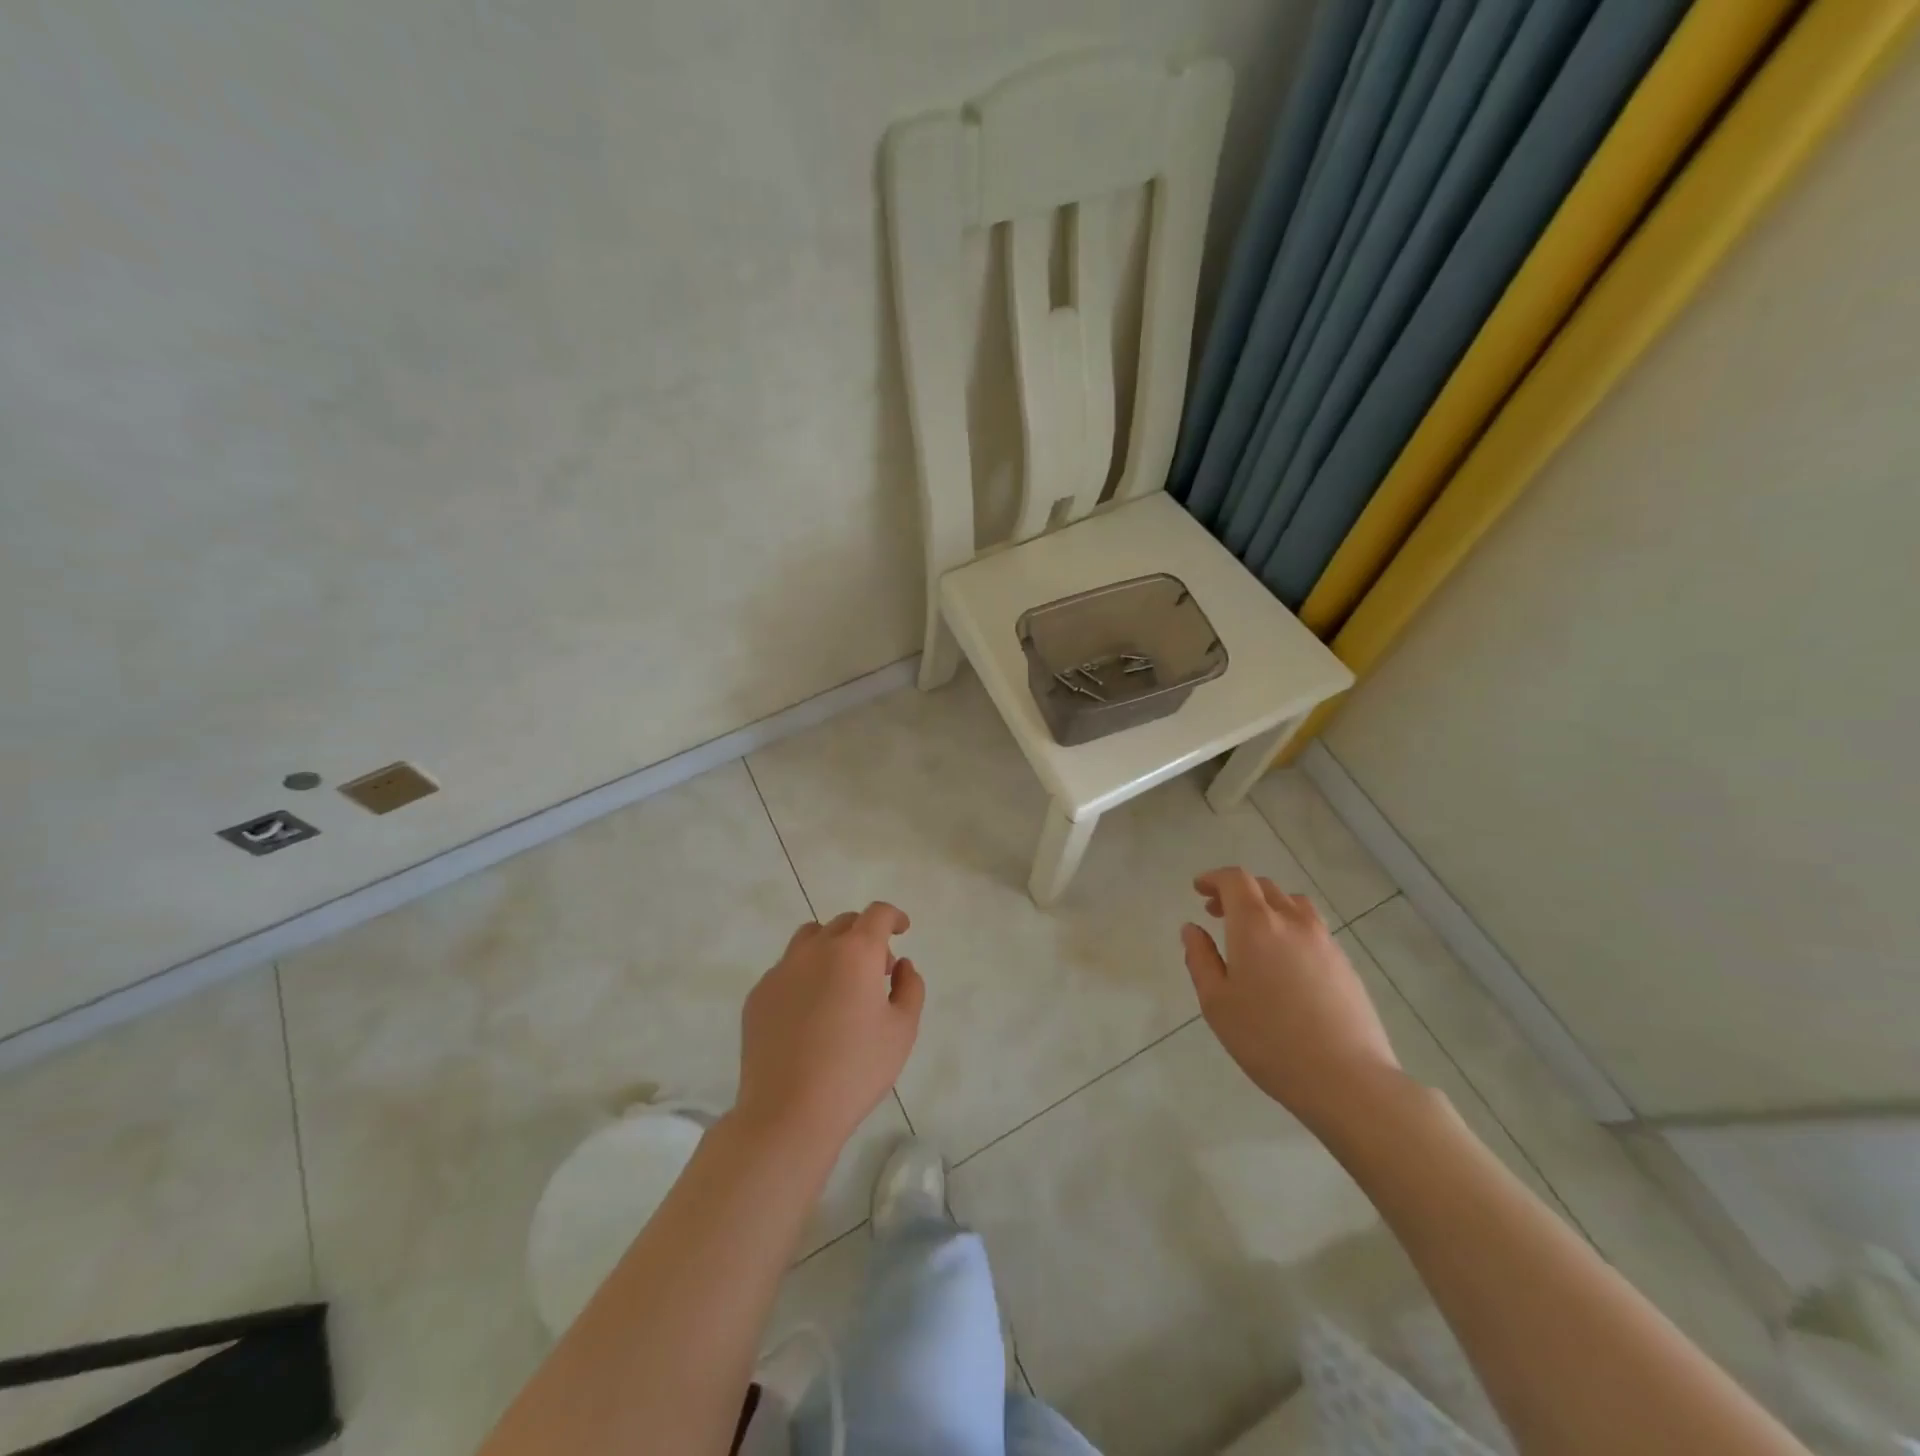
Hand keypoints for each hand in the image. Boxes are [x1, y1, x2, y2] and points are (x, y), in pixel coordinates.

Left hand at [735, 902, 923, 1155]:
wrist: (788, 1112)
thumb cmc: (855, 1070)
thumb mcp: (902, 1031)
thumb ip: (909, 988)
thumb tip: (902, 965)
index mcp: (855, 953)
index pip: (877, 914)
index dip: (893, 916)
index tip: (902, 929)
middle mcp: (816, 950)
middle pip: (844, 923)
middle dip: (866, 936)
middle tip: (878, 970)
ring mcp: (781, 970)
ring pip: (810, 938)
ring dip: (832, 947)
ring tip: (841, 982)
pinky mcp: (758, 994)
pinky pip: (787, 969)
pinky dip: (805, 974)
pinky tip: (811, 1012)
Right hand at [1181, 867, 1402, 1137]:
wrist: (1346, 1078)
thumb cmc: (1268, 1040)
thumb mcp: (1217, 1002)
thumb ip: (1200, 959)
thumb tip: (1192, 929)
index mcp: (1255, 925)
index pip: (1235, 880)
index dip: (1214, 878)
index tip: (1198, 889)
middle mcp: (1291, 921)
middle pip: (1264, 887)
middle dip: (1237, 893)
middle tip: (1217, 913)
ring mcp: (1324, 941)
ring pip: (1292, 904)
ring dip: (1267, 906)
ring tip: (1254, 932)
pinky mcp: (1344, 963)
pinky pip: (1312, 928)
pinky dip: (1290, 927)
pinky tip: (1284, 960)